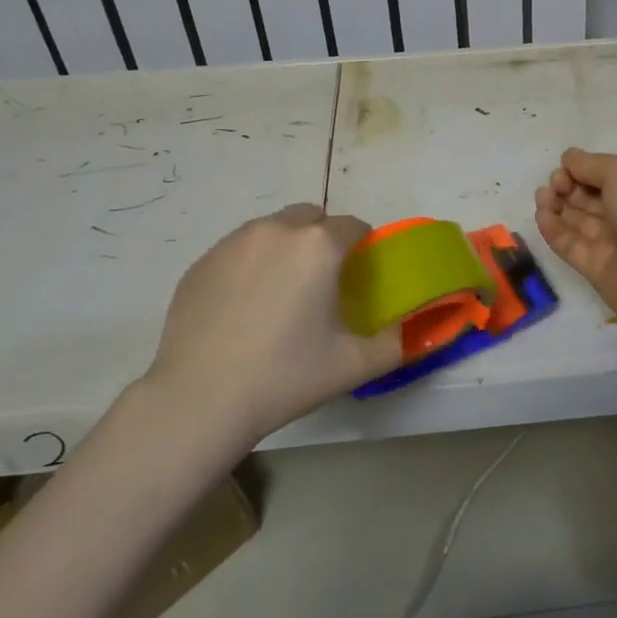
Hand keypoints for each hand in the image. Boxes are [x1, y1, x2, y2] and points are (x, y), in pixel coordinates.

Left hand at [141, 205, 401, 444]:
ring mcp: (232, 243)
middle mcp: (275, 230)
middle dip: (322, 239)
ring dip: (285, 247)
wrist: (201, 399)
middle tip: (320, 283)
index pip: (353, 226)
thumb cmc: (285, 376)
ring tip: (281, 295)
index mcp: (318, 246)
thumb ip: (396, 342)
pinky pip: (238, 249)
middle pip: (310, 217)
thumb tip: (415, 331)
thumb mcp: (355, 364)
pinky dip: (250, 264)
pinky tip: (244, 307)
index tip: (358, 276)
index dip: (362, 247)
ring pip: (271, 229)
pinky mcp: (201, 262)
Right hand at [533, 148, 616, 329]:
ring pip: (576, 219)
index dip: (581, 169)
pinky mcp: (594, 267)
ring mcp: (611, 241)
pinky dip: (553, 229)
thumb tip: (569, 159)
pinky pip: (569, 244)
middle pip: (587, 195)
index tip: (565, 169)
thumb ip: (591, 164)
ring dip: (555, 204)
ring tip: (542, 197)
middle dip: (565, 185)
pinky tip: (541, 216)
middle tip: (553, 185)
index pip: (604, 173)